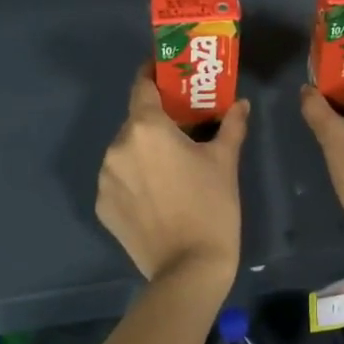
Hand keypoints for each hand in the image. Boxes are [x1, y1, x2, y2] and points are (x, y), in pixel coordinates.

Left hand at [96, 70, 247, 290]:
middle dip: (156, 121)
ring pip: (125, 150)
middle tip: (181, 129)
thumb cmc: (211, 206)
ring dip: (143, 151)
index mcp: (146, 128)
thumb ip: (231, 125)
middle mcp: (118, 146)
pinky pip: (118, 179)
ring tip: (170, 167)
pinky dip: (134, 178)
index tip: (166, 73)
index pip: (142, 87)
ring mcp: (106, 178)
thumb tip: (240, 104)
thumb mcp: (225, 161)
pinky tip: (157, 194)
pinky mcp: (103, 205)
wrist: (189, 269)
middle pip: (135, 121)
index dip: (153, 76)